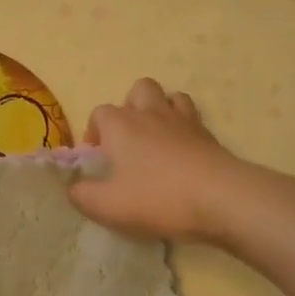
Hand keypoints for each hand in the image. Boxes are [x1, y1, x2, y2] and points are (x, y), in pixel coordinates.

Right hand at [68, 77, 242, 242]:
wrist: (220, 198)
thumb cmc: (157, 197)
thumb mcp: (108, 206)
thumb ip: (83, 196)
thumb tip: (74, 188)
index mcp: (120, 124)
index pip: (99, 113)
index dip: (94, 133)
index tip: (98, 160)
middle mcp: (149, 113)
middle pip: (138, 90)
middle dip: (130, 108)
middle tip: (129, 141)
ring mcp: (182, 120)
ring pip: (169, 96)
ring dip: (160, 110)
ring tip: (157, 139)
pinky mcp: (208, 134)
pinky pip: (192, 117)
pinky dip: (185, 127)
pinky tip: (183, 150)